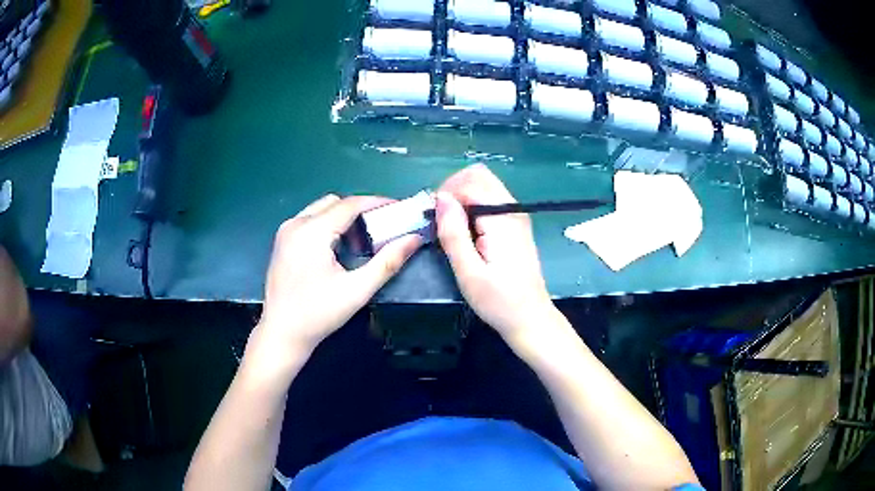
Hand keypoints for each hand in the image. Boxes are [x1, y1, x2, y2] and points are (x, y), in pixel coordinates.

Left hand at [254, 195, 421, 358]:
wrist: (281, 333)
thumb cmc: (318, 314)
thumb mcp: (357, 290)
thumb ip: (388, 262)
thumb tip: (414, 239)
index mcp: (311, 232)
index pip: (350, 205)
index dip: (377, 203)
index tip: (399, 209)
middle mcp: (295, 224)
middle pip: (335, 203)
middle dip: (361, 210)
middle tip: (382, 227)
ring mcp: (285, 231)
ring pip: (321, 209)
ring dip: (343, 217)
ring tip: (362, 240)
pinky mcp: (282, 241)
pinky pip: (310, 220)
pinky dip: (328, 225)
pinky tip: (338, 247)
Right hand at [435, 165, 557, 343]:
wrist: (530, 318)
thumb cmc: (498, 301)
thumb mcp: (468, 272)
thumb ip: (453, 233)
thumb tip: (441, 198)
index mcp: (502, 218)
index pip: (470, 182)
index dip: (446, 194)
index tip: (435, 220)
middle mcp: (513, 209)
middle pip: (479, 176)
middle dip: (454, 191)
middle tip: (441, 221)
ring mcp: (516, 215)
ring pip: (484, 186)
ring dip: (462, 199)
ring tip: (451, 228)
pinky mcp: (516, 224)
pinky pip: (490, 201)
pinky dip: (472, 208)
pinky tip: (466, 232)